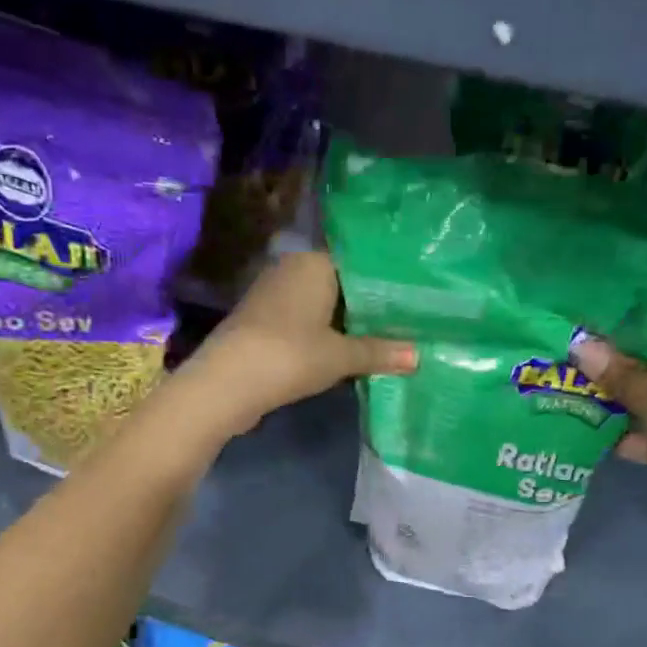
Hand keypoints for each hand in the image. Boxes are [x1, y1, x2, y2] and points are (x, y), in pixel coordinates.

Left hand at [178, 251, 416, 437]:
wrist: (227, 383)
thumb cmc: (291, 356)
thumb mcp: (341, 356)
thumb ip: (380, 352)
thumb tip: (419, 356)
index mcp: (314, 263)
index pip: (359, 263)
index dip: (386, 283)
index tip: (413, 298)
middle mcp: (292, 269)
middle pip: (340, 285)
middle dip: (367, 305)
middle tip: (406, 322)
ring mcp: (272, 295)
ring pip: (321, 305)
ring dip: (344, 323)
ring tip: (383, 338)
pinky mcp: (262, 321)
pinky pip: (303, 322)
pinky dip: (323, 335)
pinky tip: (344, 352)